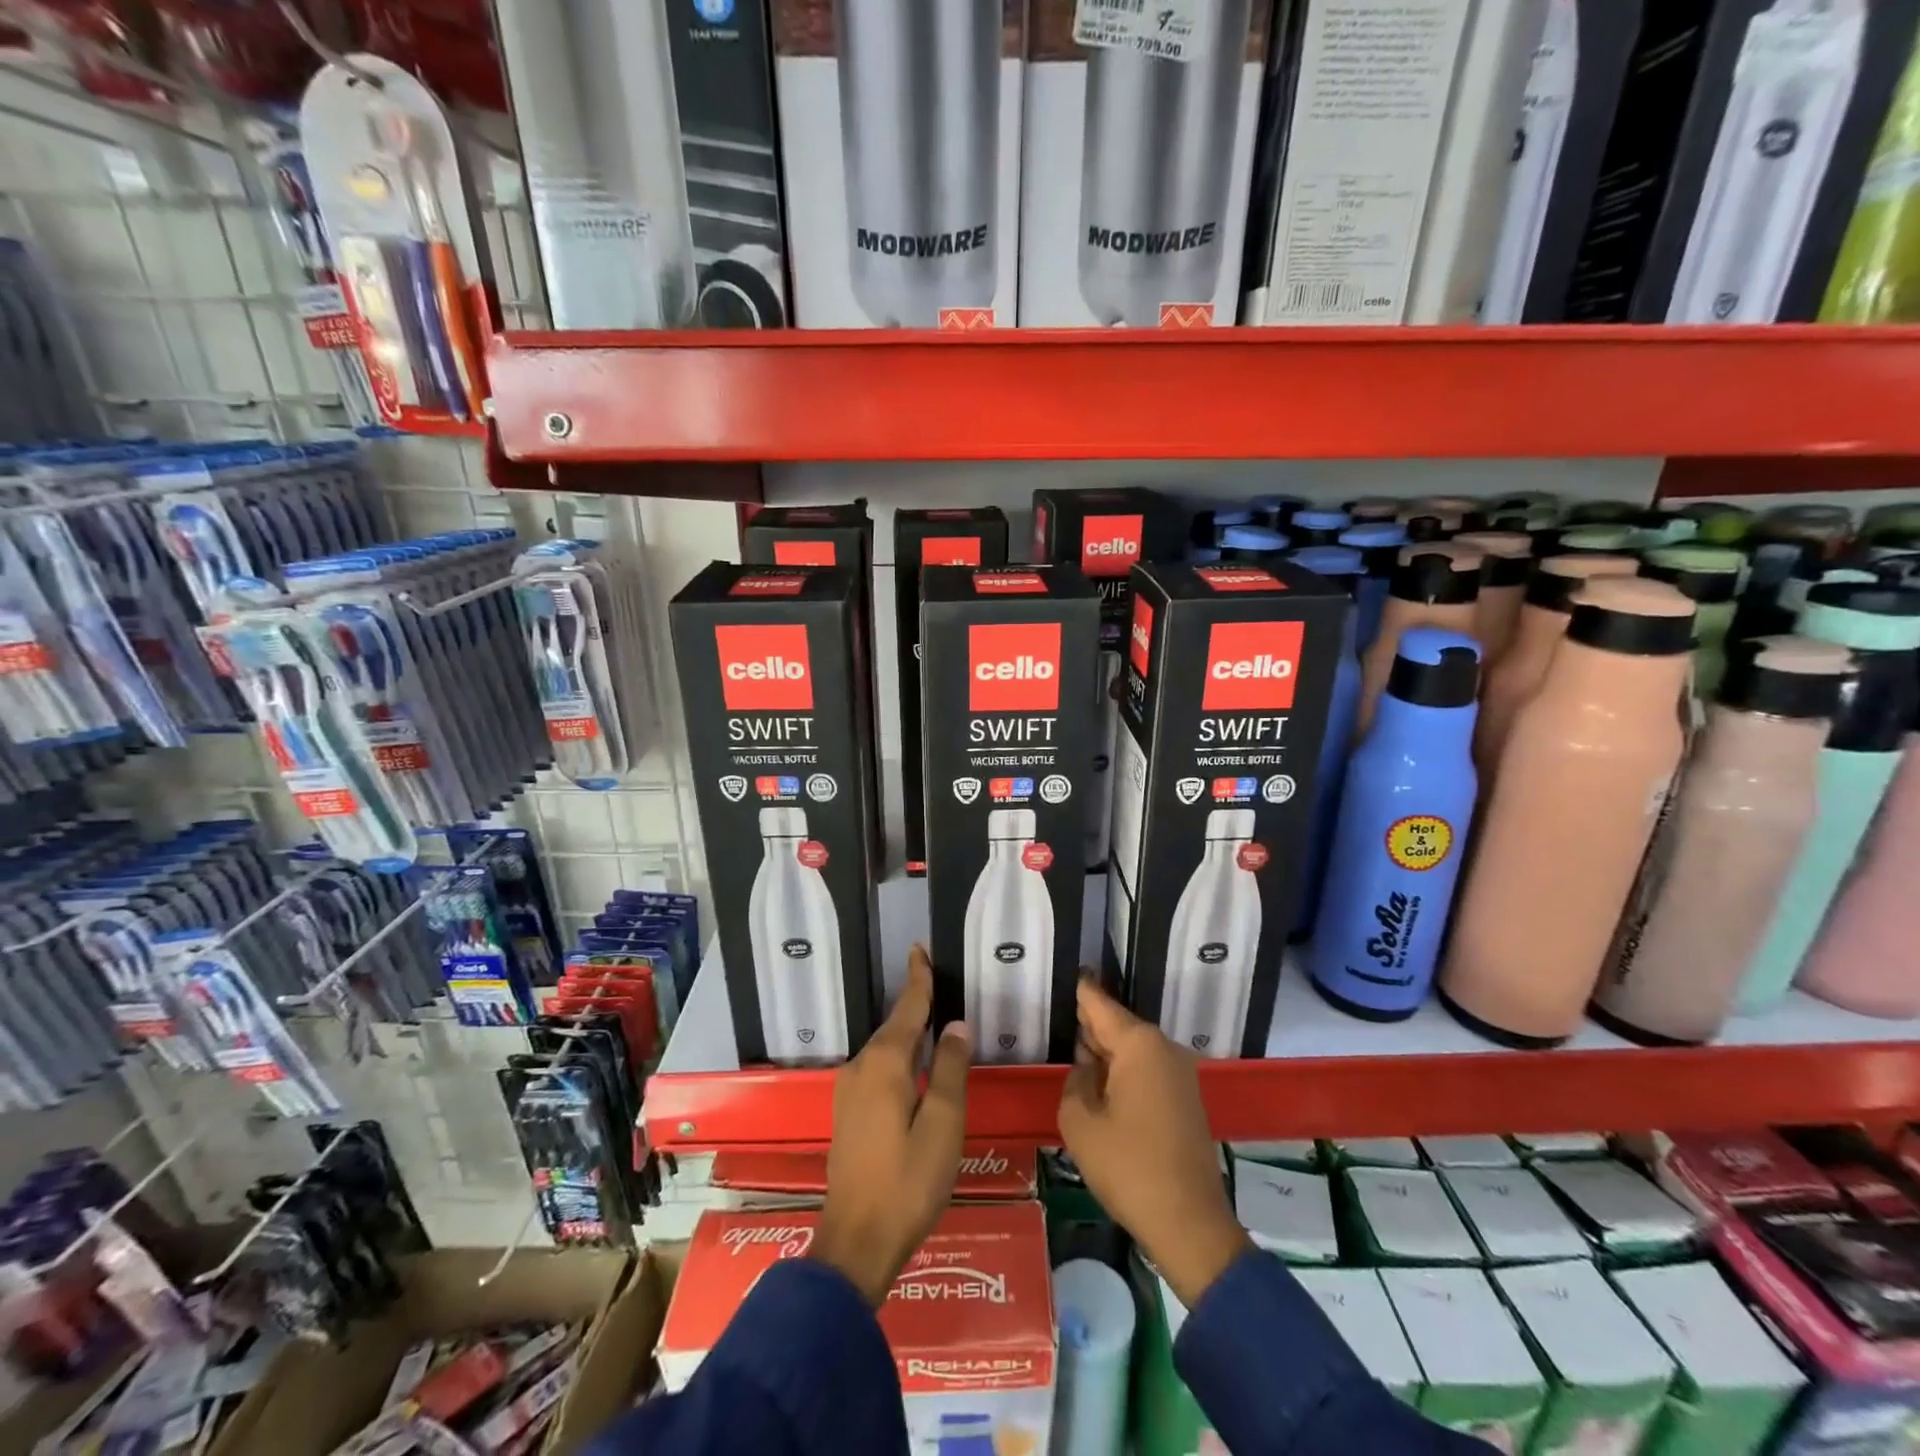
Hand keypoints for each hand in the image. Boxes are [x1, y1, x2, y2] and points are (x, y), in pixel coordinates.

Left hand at [812, 946, 970, 1304]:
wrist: (856, 1242)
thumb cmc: (908, 1182)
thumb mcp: (942, 1124)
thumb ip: (949, 1069)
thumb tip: (955, 1025)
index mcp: (885, 1064)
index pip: (906, 1008)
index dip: (918, 979)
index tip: (919, 948)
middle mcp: (861, 1067)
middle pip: (895, 1026)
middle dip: (916, 1003)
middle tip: (939, 983)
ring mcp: (850, 1091)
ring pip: (886, 1049)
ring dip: (908, 1032)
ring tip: (933, 1019)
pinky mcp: (849, 1112)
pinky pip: (879, 1068)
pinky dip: (899, 1056)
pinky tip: (914, 1066)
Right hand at [1058, 979, 1249, 1308]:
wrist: (1189, 1224)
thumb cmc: (1128, 1167)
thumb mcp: (1080, 1122)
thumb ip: (1075, 1082)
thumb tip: (1087, 1069)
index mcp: (1139, 1044)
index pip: (1100, 1004)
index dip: (1082, 991)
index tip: (1070, 971)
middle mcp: (1163, 1048)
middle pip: (1118, 1025)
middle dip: (1091, 1025)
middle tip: (1062, 1018)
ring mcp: (1179, 1074)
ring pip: (1133, 1050)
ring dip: (1107, 1053)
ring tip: (1076, 1053)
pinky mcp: (1185, 1099)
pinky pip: (1147, 1071)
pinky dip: (1124, 1073)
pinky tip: (1102, 1086)